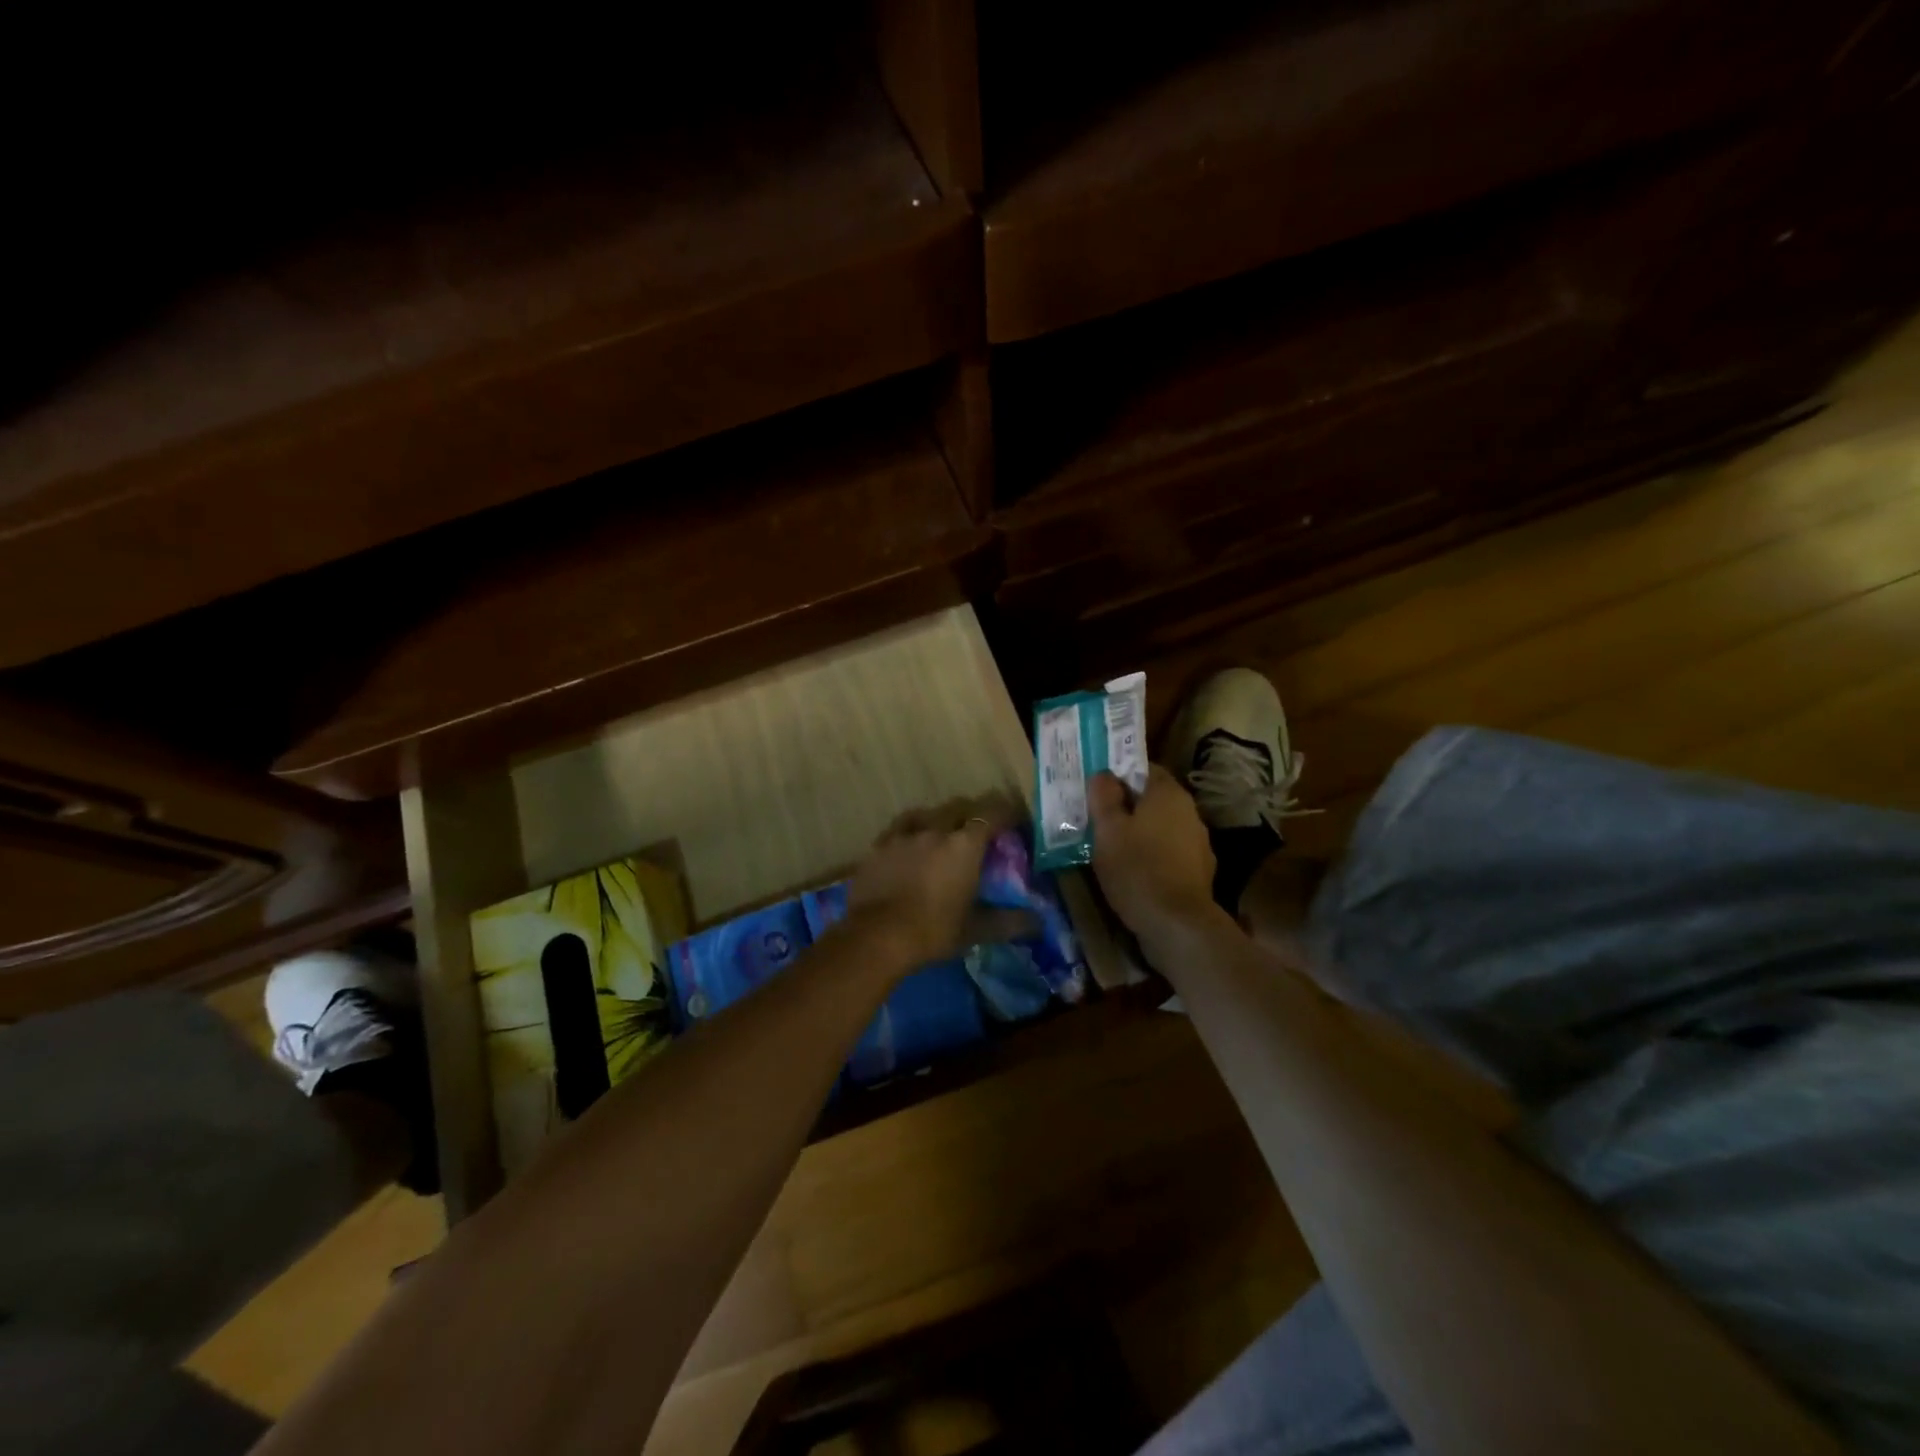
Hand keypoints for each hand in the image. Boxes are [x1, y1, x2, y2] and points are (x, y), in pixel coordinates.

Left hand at [845, 796, 1030, 970]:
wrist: (876, 936)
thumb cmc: (933, 930)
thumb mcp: (976, 930)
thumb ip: (1009, 922)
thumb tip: (1037, 923)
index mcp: (964, 845)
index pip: (992, 814)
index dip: (1006, 814)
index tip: (1015, 822)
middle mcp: (936, 829)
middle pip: (960, 807)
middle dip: (973, 814)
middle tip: (980, 832)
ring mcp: (904, 834)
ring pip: (928, 813)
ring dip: (941, 819)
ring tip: (944, 834)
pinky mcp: (879, 845)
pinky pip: (901, 827)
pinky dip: (912, 831)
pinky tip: (910, 845)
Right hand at [1090, 767, 1223, 947]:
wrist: (1177, 924)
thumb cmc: (1137, 868)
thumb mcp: (1108, 830)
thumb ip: (1104, 797)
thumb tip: (1104, 774)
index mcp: (1168, 793)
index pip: (1145, 768)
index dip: (1120, 774)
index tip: (1098, 788)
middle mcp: (1189, 811)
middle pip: (1154, 798)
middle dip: (1129, 805)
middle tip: (1100, 817)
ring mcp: (1198, 842)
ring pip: (1163, 826)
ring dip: (1142, 832)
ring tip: (1114, 846)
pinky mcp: (1200, 870)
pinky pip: (1171, 852)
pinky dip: (1154, 855)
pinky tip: (1136, 871)